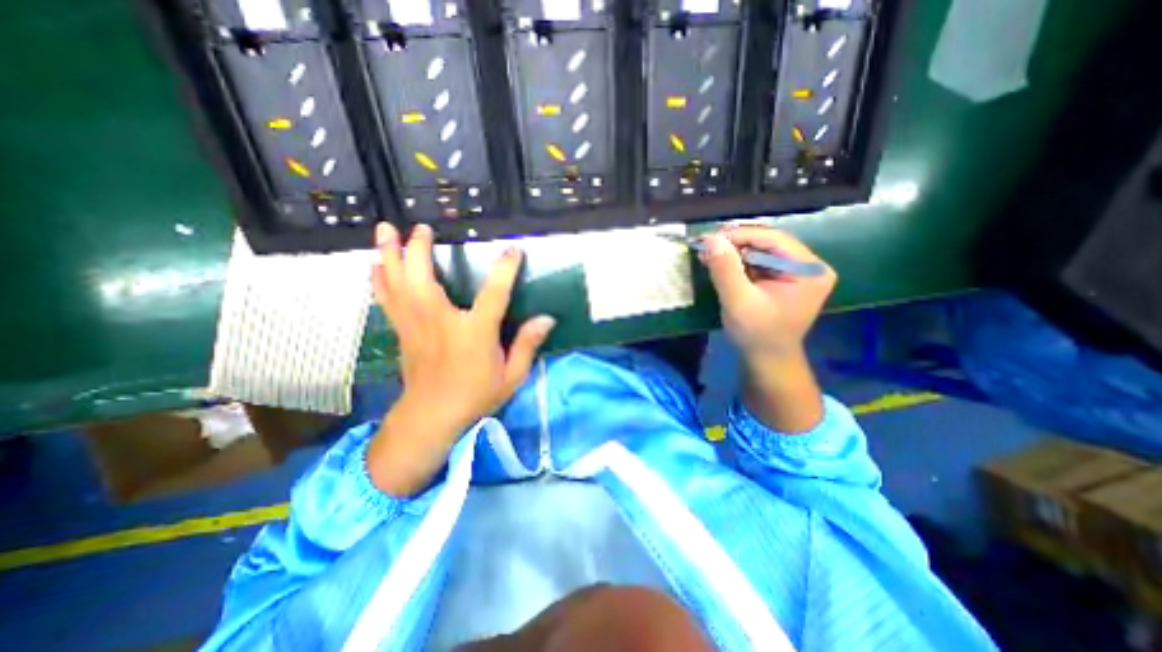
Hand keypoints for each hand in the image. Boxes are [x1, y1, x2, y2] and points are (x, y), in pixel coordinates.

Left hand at [369, 224, 554, 493]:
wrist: (432, 416)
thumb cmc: (476, 395)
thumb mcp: (511, 376)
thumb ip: (528, 345)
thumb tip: (547, 319)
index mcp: (473, 332)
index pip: (494, 293)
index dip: (505, 269)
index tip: (514, 250)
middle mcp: (440, 321)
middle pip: (423, 276)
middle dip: (419, 248)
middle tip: (422, 227)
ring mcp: (415, 324)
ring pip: (396, 282)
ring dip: (389, 254)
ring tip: (384, 229)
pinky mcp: (402, 330)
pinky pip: (386, 298)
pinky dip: (379, 278)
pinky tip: (375, 264)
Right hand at [697, 227, 835, 361]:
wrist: (766, 360)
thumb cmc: (756, 334)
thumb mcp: (738, 302)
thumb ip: (725, 270)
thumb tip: (711, 239)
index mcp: (808, 270)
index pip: (774, 239)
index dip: (740, 235)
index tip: (710, 238)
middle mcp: (808, 266)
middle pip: (768, 242)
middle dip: (735, 244)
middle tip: (706, 246)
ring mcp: (797, 272)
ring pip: (761, 250)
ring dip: (734, 252)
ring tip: (708, 255)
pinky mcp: (783, 278)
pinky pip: (759, 262)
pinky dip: (738, 262)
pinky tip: (719, 263)